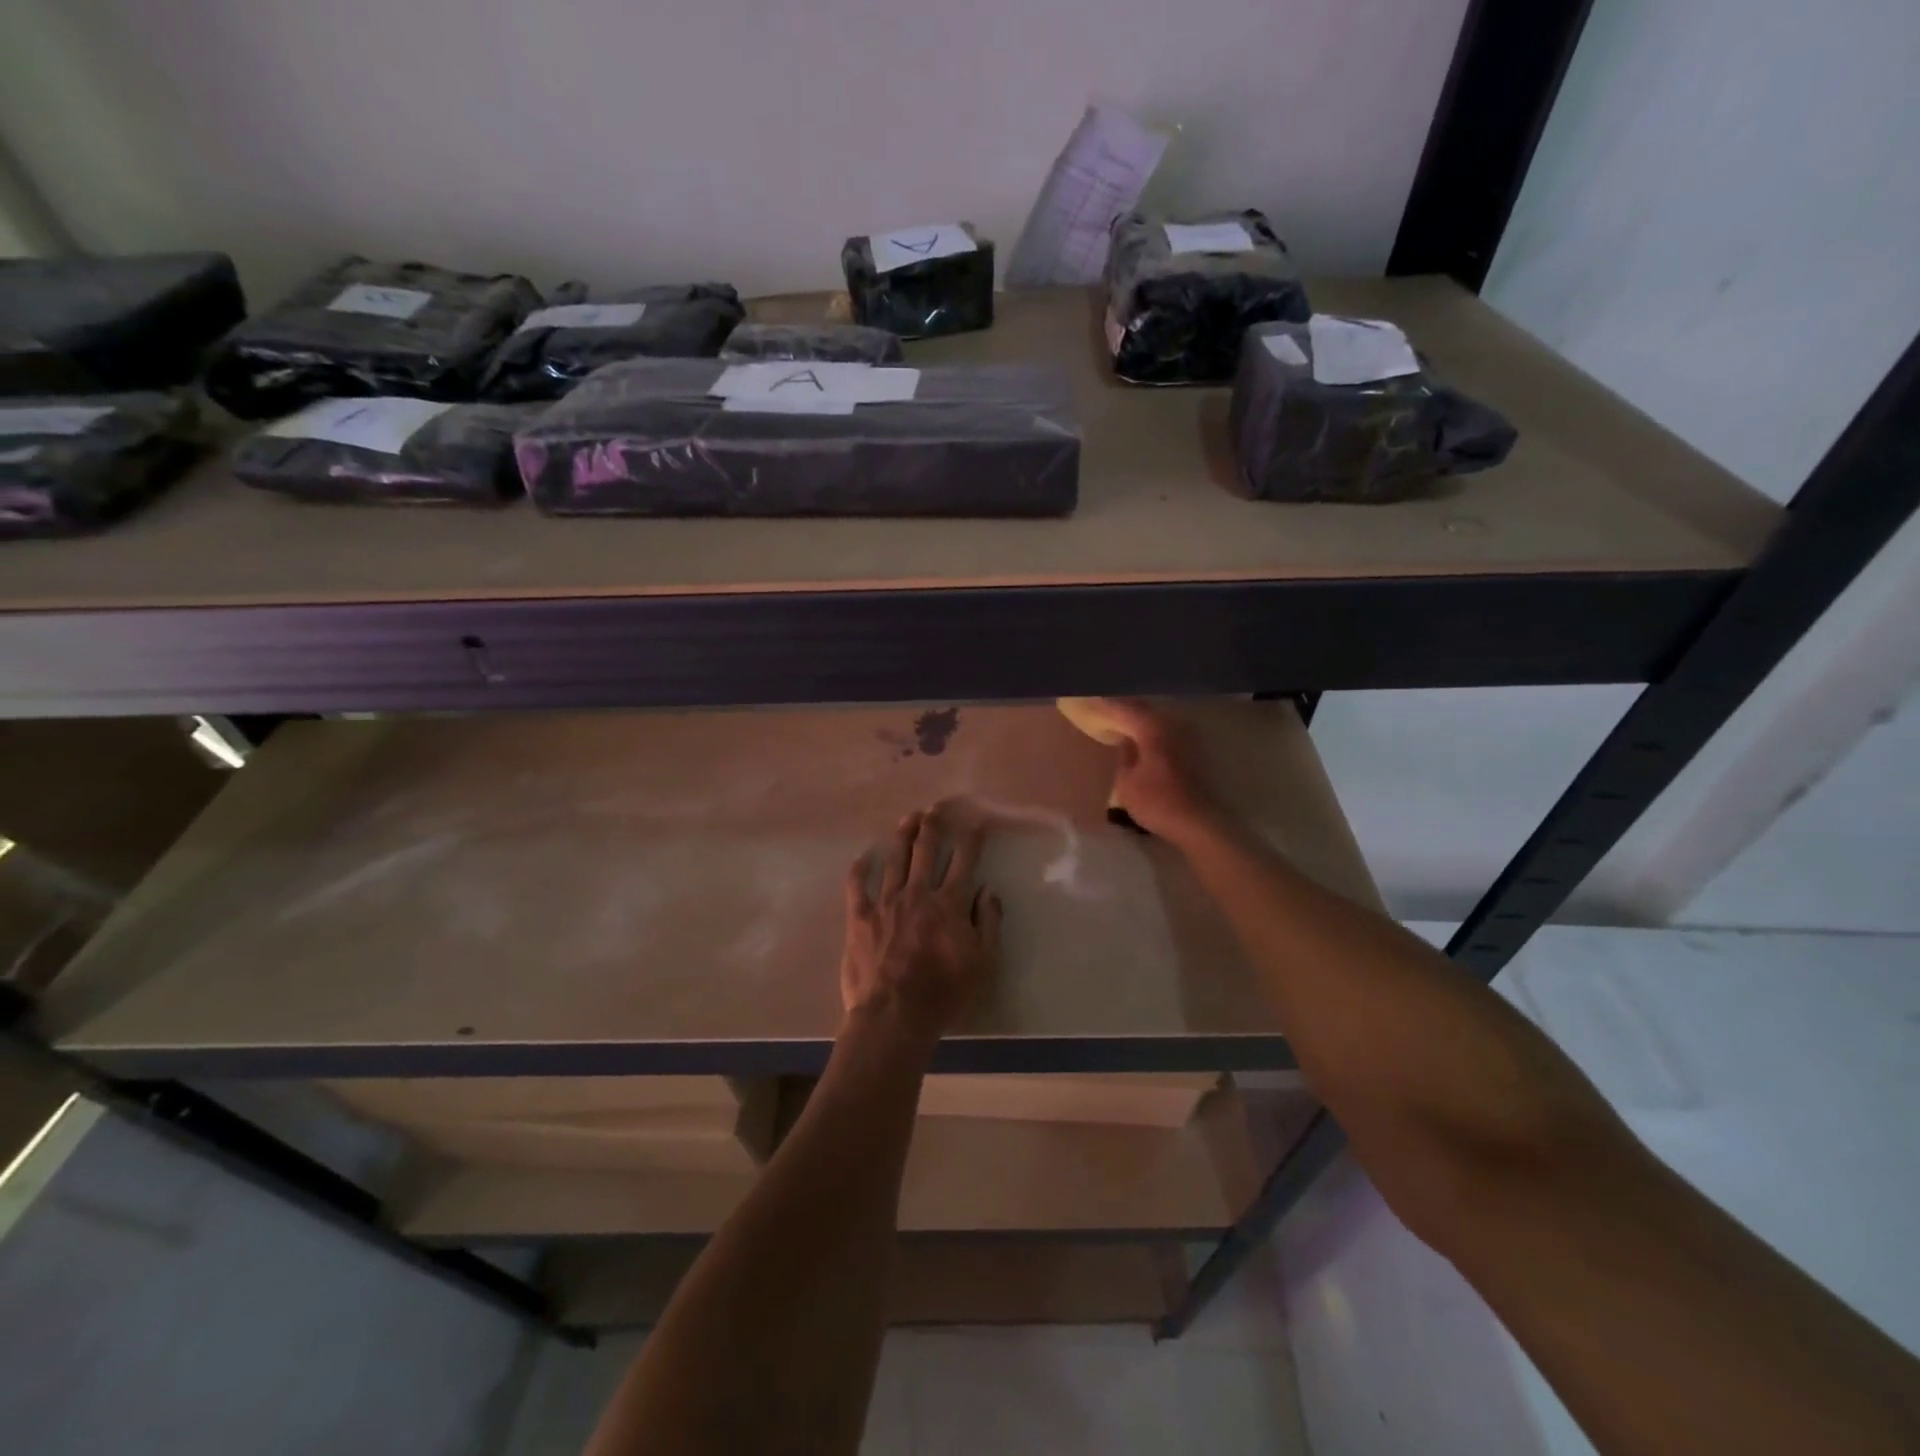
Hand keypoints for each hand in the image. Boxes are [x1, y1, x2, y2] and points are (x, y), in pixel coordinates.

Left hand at [842, 805, 1001, 1037]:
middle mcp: (917, 893)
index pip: (964, 861)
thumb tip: (988, 890)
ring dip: (903, 835)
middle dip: (933, 825)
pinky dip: (860, 868)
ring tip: (908, 818)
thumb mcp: (983, 962)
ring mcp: (886, 902)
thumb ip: (988, 922)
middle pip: (926, 850)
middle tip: (935, 808)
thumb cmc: (944, 992)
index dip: (972, 839)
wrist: (894, 1015)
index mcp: (949, 903)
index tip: (977, 822)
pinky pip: (857, 885)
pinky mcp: (859, 917)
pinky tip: (864, 856)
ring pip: (895, 859)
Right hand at [1093, 699, 1224, 845]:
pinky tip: (1143, 740)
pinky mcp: (1196, 751)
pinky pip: (1167, 732)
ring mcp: (1188, 737)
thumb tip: (1125, 740)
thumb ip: (1124, 756)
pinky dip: (1152, 732)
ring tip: (1121, 722)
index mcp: (1153, 728)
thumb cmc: (1157, 803)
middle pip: (1144, 710)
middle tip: (1104, 709)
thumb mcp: (1127, 783)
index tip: (1090, 701)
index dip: (1106, 705)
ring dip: (1140, 720)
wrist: (1199, 824)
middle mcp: (1173, 725)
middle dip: (1124, 709)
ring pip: (1157, 720)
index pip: (1124, 709)